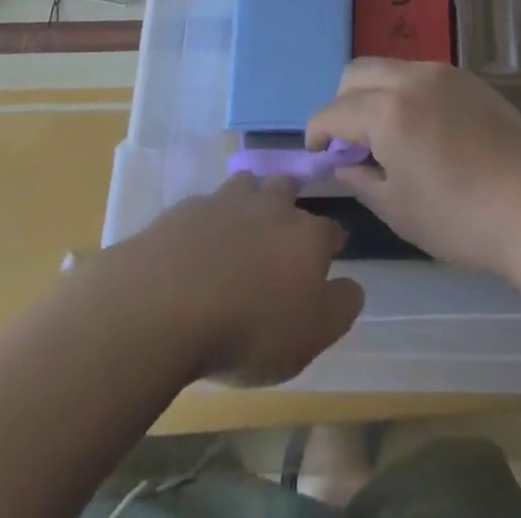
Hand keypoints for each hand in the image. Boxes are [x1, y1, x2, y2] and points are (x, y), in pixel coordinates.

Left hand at [97, 173, 363, 386]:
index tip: (333, 252)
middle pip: (287, 190)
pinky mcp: (186, 208)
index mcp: (307, 235)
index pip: (331, 230)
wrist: (167, 302)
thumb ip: (340, 307)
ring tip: (245, 220)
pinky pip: (207, 204)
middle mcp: (271, 206)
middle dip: (291, 203)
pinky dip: (210, 218)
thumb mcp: (310, 335)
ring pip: (247, 184)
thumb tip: (353, 285)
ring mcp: (226, 201)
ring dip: (251, 197)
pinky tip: (201, 241)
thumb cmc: (250, 327)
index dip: (333, 242)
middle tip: (286, 225)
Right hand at [308, 59, 520, 278]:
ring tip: (388, 134)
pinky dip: (405, 92)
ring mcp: (443, 73)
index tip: (318, 153)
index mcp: (388, 110)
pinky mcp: (468, 78)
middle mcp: (411, 78)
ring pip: (390, 67)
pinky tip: (422, 127)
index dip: (317, 132)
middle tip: (351, 141)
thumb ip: (361, 179)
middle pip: (357, 73)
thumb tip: (344, 163)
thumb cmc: (459, 218)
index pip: (333, 111)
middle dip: (342, 103)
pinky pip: (420, 74)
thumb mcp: (398, 209)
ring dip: (375, 93)